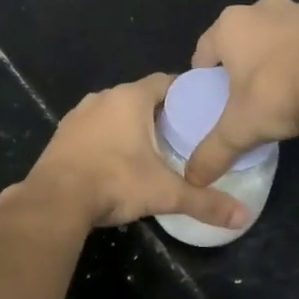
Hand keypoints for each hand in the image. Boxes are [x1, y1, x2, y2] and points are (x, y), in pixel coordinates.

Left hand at [21, 74, 250, 230]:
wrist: (55, 199)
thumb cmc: (115, 182)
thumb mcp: (165, 193)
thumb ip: (204, 202)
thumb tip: (244, 216)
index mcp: (130, 98)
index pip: (165, 81)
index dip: (185, 92)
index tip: (202, 108)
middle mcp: (102, 98)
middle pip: (139, 96)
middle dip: (159, 112)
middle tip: (182, 133)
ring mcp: (78, 115)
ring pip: (113, 112)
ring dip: (130, 125)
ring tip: (151, 148)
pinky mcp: (61, 135)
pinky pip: (92, 128)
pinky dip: (107, 138)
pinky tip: (115, 160)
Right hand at [185, 0, 298, 185]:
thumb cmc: (278, 94)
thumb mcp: (239, 130)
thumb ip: (212, 153)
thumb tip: (193, 178)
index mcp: (230, 25)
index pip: (204, 52)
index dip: (205, 78)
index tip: (214, 100)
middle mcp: (260, 8)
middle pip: (240, 41)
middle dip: (240, 66)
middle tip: (245, 98)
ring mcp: (298, 10)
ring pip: (273, 38)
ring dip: (271, 58)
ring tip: (278, 92)